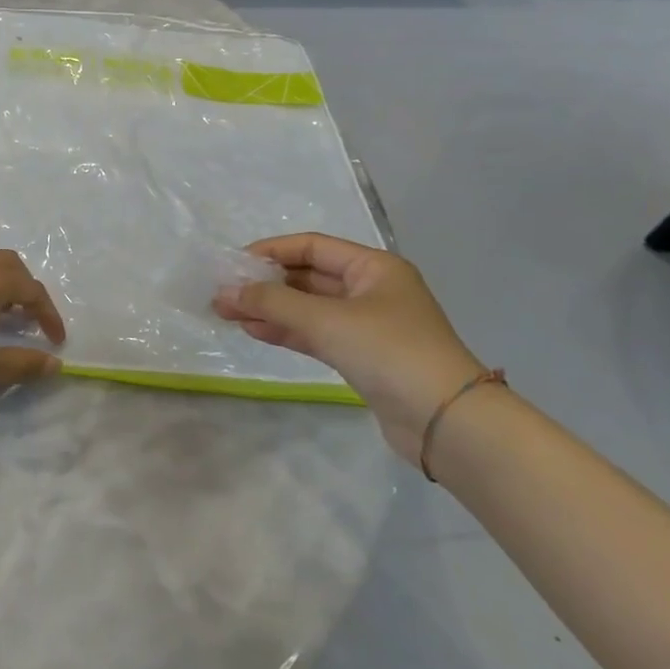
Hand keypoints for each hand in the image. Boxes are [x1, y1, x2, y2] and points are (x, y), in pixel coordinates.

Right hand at [212, 233, 484, 465]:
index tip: (232, 264)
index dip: (270, 251)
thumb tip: (225, 292)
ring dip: (270, 309)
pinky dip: (286, 331)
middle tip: (223, 293)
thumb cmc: (389, 352)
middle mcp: (371, 290)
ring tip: (227, 312)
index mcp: (373, 267)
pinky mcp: (362, 357)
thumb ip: (273, 303)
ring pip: (308, 308)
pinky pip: (315, 334)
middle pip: (308, 277)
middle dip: (265, 284)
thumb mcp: (326, 320)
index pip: (311, 247)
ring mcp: (367, 325)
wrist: (446, 422)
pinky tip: (254, 331)